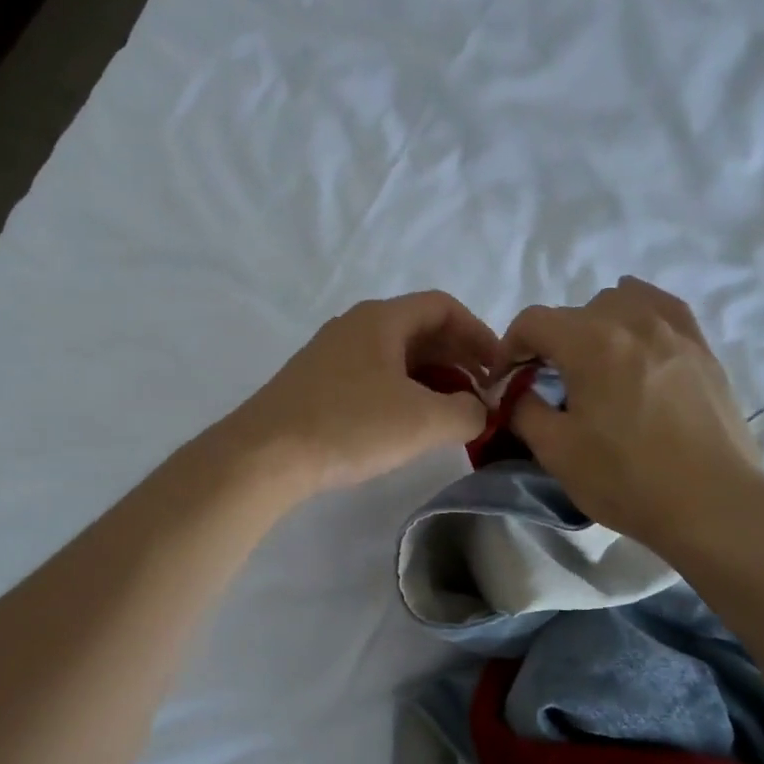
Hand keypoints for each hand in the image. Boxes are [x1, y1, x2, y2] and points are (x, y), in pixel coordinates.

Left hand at [222, 292, 502, 497]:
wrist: (264, 456)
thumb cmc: (349, 426)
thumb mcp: (423, 421)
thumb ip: (467, 412)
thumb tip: (478, 410)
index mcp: (382, 319)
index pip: (444, 307)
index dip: (479, 334)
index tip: (499, 369)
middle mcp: (355, 327)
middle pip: (420, 330)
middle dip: (458, 360)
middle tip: (482, 395)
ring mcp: (331, 355)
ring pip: (396, 357)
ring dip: (431, 380)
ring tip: (451, 415)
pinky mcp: (316, 384)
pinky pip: (373, 377)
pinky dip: (402, 393)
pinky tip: (408, 426)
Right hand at [502, 278, 763, 560]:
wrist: (711, 504)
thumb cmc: (626, 479)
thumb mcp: (556, 450)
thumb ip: (524, 410)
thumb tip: (517, 391)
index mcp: (590, 342)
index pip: (533, 322)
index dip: (509, 347)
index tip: (507, 381)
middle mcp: (632, 321)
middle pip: (575, 312)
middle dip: (552, 343)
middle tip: (549, 383)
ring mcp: (674, 331)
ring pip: (622, 301)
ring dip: (596, 325)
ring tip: (596, 363)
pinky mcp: (702, 349)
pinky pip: (664, 309)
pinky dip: (640, 316)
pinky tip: (637, 341)